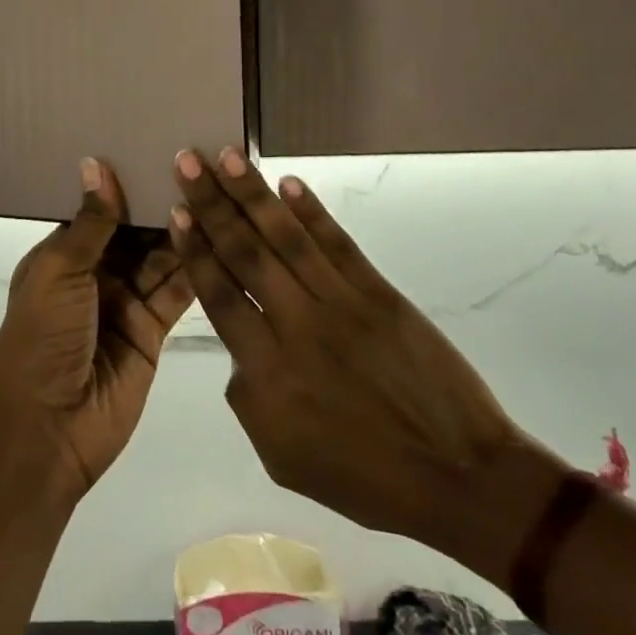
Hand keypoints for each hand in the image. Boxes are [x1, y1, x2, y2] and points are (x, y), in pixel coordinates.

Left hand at [0, 159, 194, 500]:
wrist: (48, 430)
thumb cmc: (41, 338)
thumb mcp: (59, 273)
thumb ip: (89, 222)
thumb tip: (96, 163)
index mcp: (62, 255)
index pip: (98, 209)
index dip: (125, 182)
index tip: (156, 145)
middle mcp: (95, 273)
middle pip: (133, 231)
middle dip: (159, 203)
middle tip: (198, 162)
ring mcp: (125, 302)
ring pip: (159, 257)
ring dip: (181, 230)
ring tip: (216, 190)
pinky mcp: (153, 330)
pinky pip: (177, 291)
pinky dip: (195, 267)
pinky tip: (220, 235)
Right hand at [170, 148, 534, 566]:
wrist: (459, 478)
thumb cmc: (364, 476)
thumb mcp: (280, 455)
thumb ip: (247, 396)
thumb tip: (239, 349)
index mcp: (268, 373)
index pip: (220, 294)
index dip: (195, 249)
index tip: (176, 210)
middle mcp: (298, 327)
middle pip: (245, 253)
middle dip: (212, 203)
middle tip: (187, 160)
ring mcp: (342, 305)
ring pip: (287, 238)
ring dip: (254, 194)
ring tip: (227, 156)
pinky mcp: (380, 294)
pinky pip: (339, 245)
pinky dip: (313, 211)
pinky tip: (289, 183)